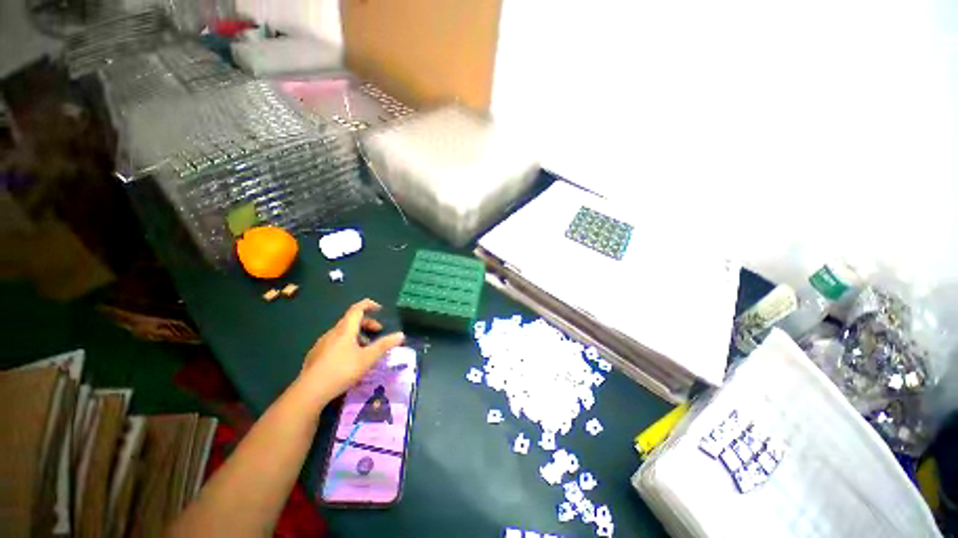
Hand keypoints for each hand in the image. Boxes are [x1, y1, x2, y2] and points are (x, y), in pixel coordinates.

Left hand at [298, 299, 404, 405]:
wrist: (309, 392)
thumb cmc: (342, 371)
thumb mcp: (368, 358)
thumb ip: (385, 345)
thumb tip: (401, 334)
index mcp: (345, 330)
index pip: (357, 309)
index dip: (369, 305)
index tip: (379, 308)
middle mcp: (332, 333)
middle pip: (351, 320)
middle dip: (367, 323)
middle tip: (378, 332)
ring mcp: (322, 344)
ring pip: (342, 332)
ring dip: (357, 335)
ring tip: (365, 348)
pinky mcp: (315, 355)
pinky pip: (334, 342)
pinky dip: (346, 343)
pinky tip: (348, 360)